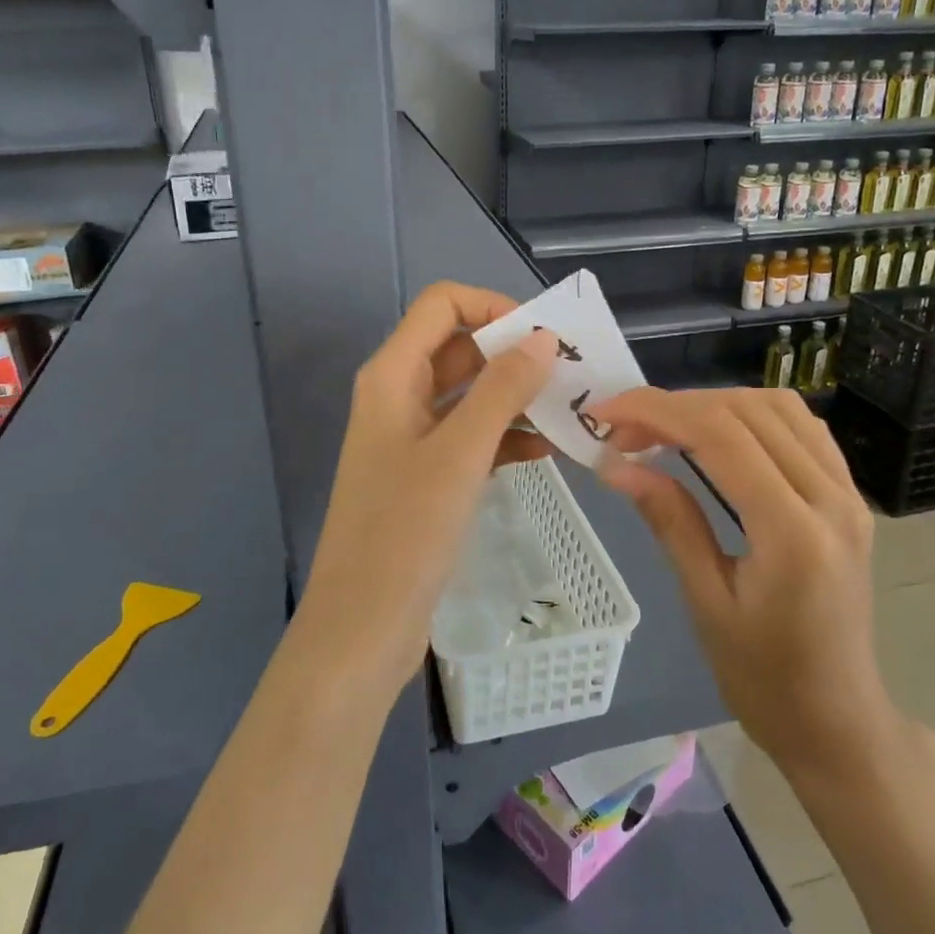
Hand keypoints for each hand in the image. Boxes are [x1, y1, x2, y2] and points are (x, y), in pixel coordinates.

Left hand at [296, 282, 558, 692]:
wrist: (362, 628)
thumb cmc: (404, 534)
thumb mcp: (459, 455)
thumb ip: (501, 390)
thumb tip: (542, 338)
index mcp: (392, 376)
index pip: (442, 305)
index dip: (492, 307)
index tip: (544, 336)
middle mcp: (398, 396)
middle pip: (459, 348)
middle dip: (513, 353)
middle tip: (573, 373)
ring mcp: (412, 438)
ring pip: (470, 396)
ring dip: (516, 397)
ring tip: (571, 410)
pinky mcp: (427, 477)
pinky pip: (472, 438)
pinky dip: (507, 437)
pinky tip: (548, 450)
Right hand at [591, 387, 909, 796]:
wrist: (838, 719)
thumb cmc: (764, 678)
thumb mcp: (706, 602)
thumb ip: (669, 520)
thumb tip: (614, 464)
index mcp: (792, 533)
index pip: (721, 436)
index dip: (656, 411)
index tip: (604, 412)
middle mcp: (831, 499)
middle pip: (747, 411)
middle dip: (675, 406)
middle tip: (623, 428)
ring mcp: (848, 494)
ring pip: (778, 407)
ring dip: (714, 403)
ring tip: (664, 428)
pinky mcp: (850, 497)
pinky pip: (802, 428)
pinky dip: (751, 415)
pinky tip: (718, 434)